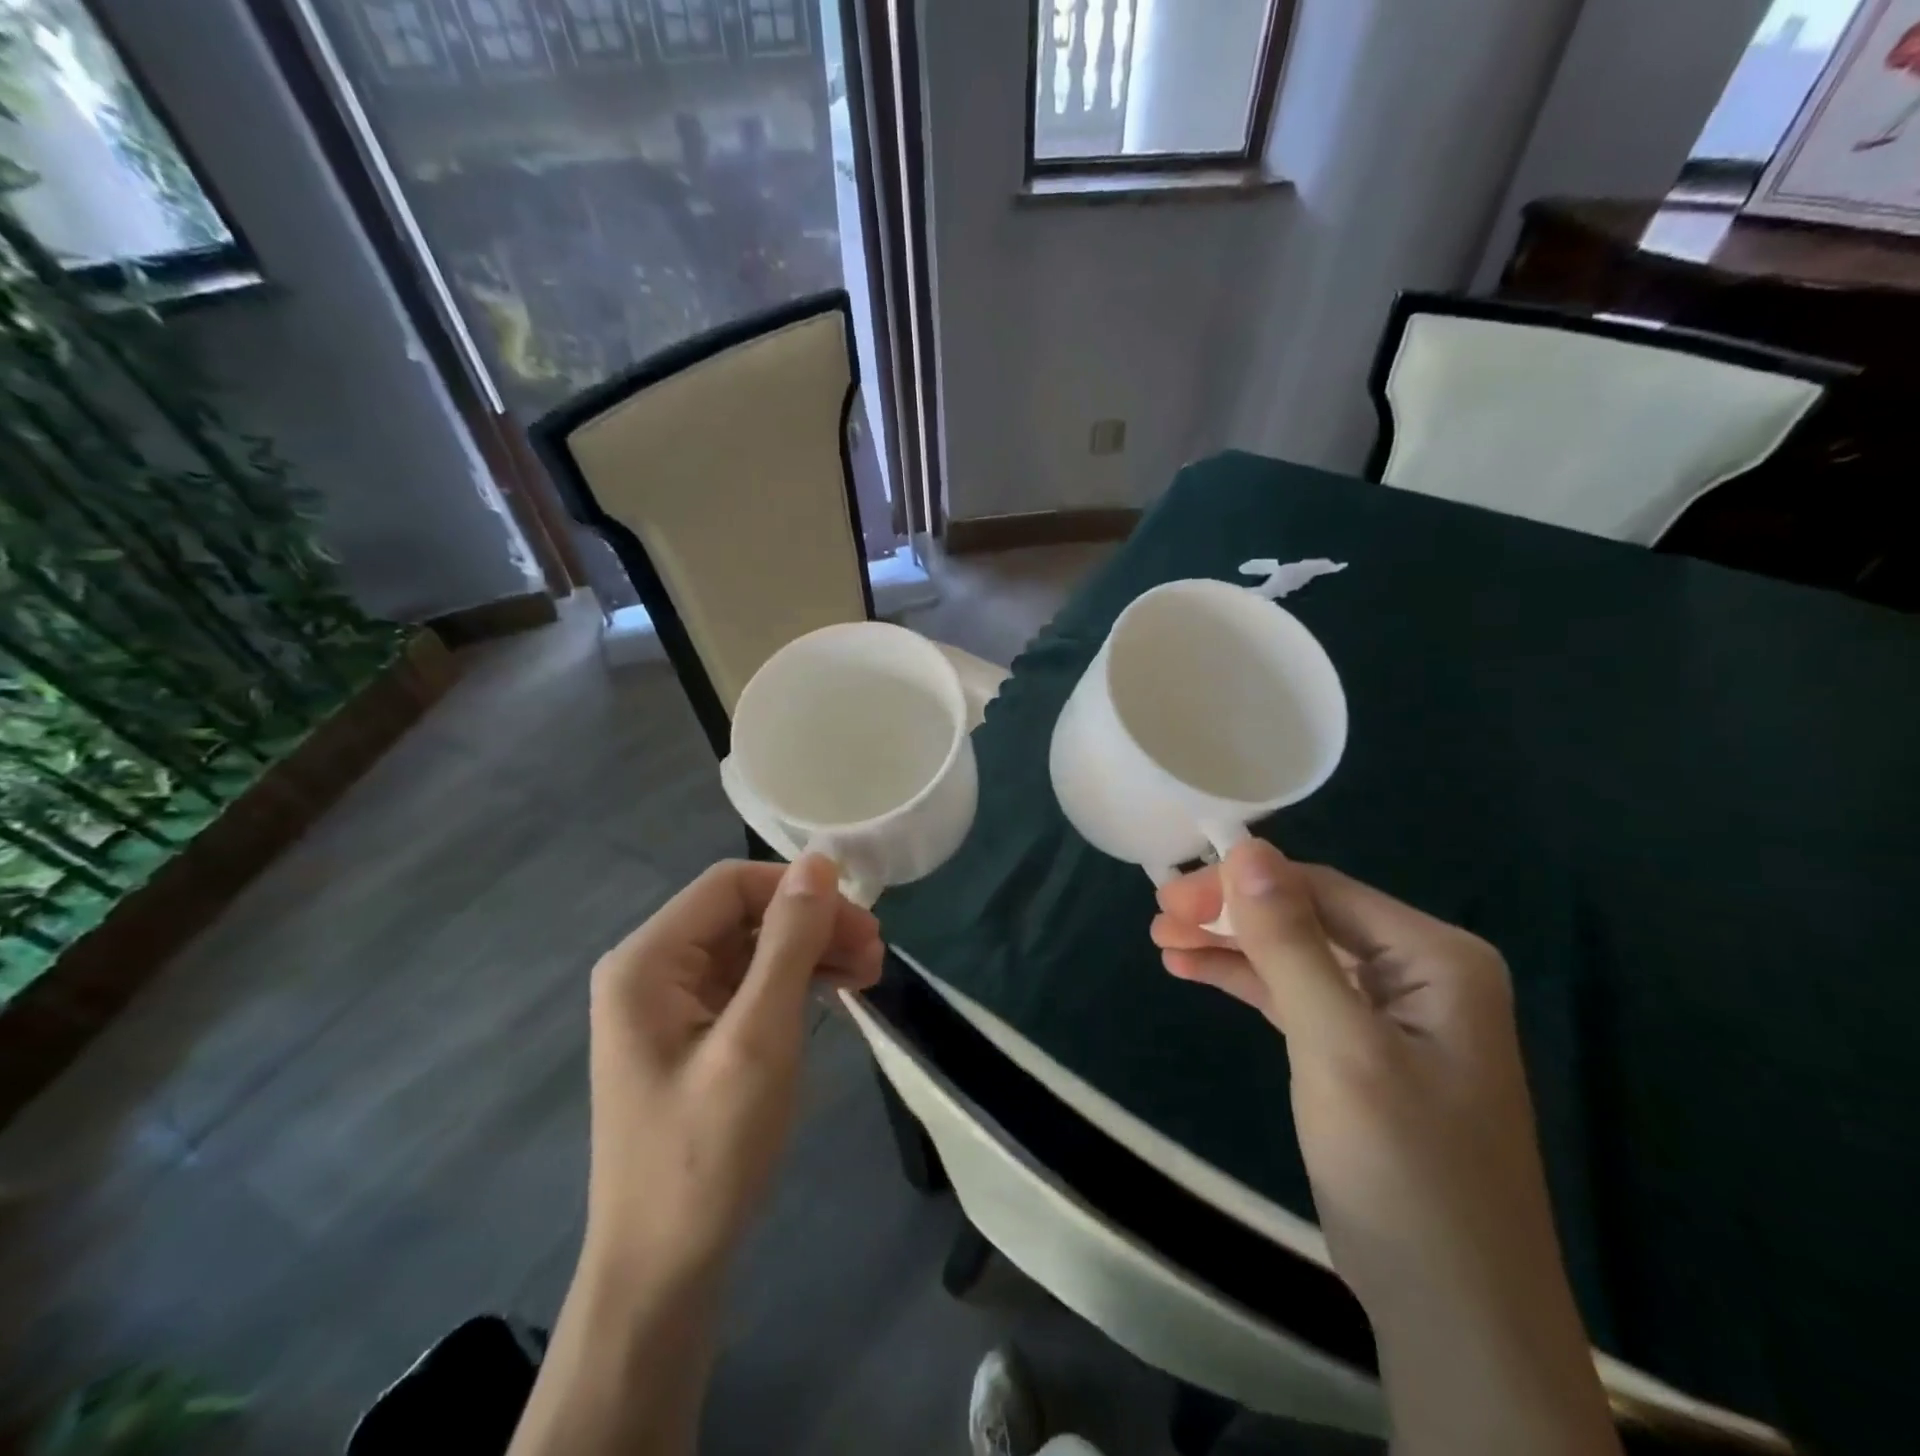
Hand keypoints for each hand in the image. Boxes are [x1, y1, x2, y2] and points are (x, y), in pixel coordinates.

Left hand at [582, 854, 883, 1289]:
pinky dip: (794, 984)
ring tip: (868, 974)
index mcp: (647, 961)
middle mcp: (650, 970)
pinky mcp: (690, 1036)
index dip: (798, 889)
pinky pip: (748, 986)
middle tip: (876, 953)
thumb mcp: (759, 1039)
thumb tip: (819, 860)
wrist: (663, 1275)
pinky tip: (836, 995)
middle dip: (812, 925)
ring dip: (810, 953)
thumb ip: (789, 942)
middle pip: (743, 915)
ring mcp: (668, 1006)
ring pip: (751, 949)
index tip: (860, 921)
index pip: (731, 885)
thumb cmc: (706, 1154)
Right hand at [1153, 841, 1618, 1455]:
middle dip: (1230, 915)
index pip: (1321, 890)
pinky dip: (1246, 981)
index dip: (1240, 884)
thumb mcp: (1338, 1046)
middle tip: (1158, 919)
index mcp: (1436, 957)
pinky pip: (1297, 995)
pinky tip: (1193, 970)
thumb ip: (1290, 943)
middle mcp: (1421, 971)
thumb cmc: (1402, 1171)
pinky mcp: (1364, 1050)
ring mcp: (1394, 1013)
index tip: (1168, 895)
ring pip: (1295, 954)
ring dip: (1229, 945)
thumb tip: (1248, 848)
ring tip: (1162, 941)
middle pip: (1306, 917)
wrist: (1455, 1316)